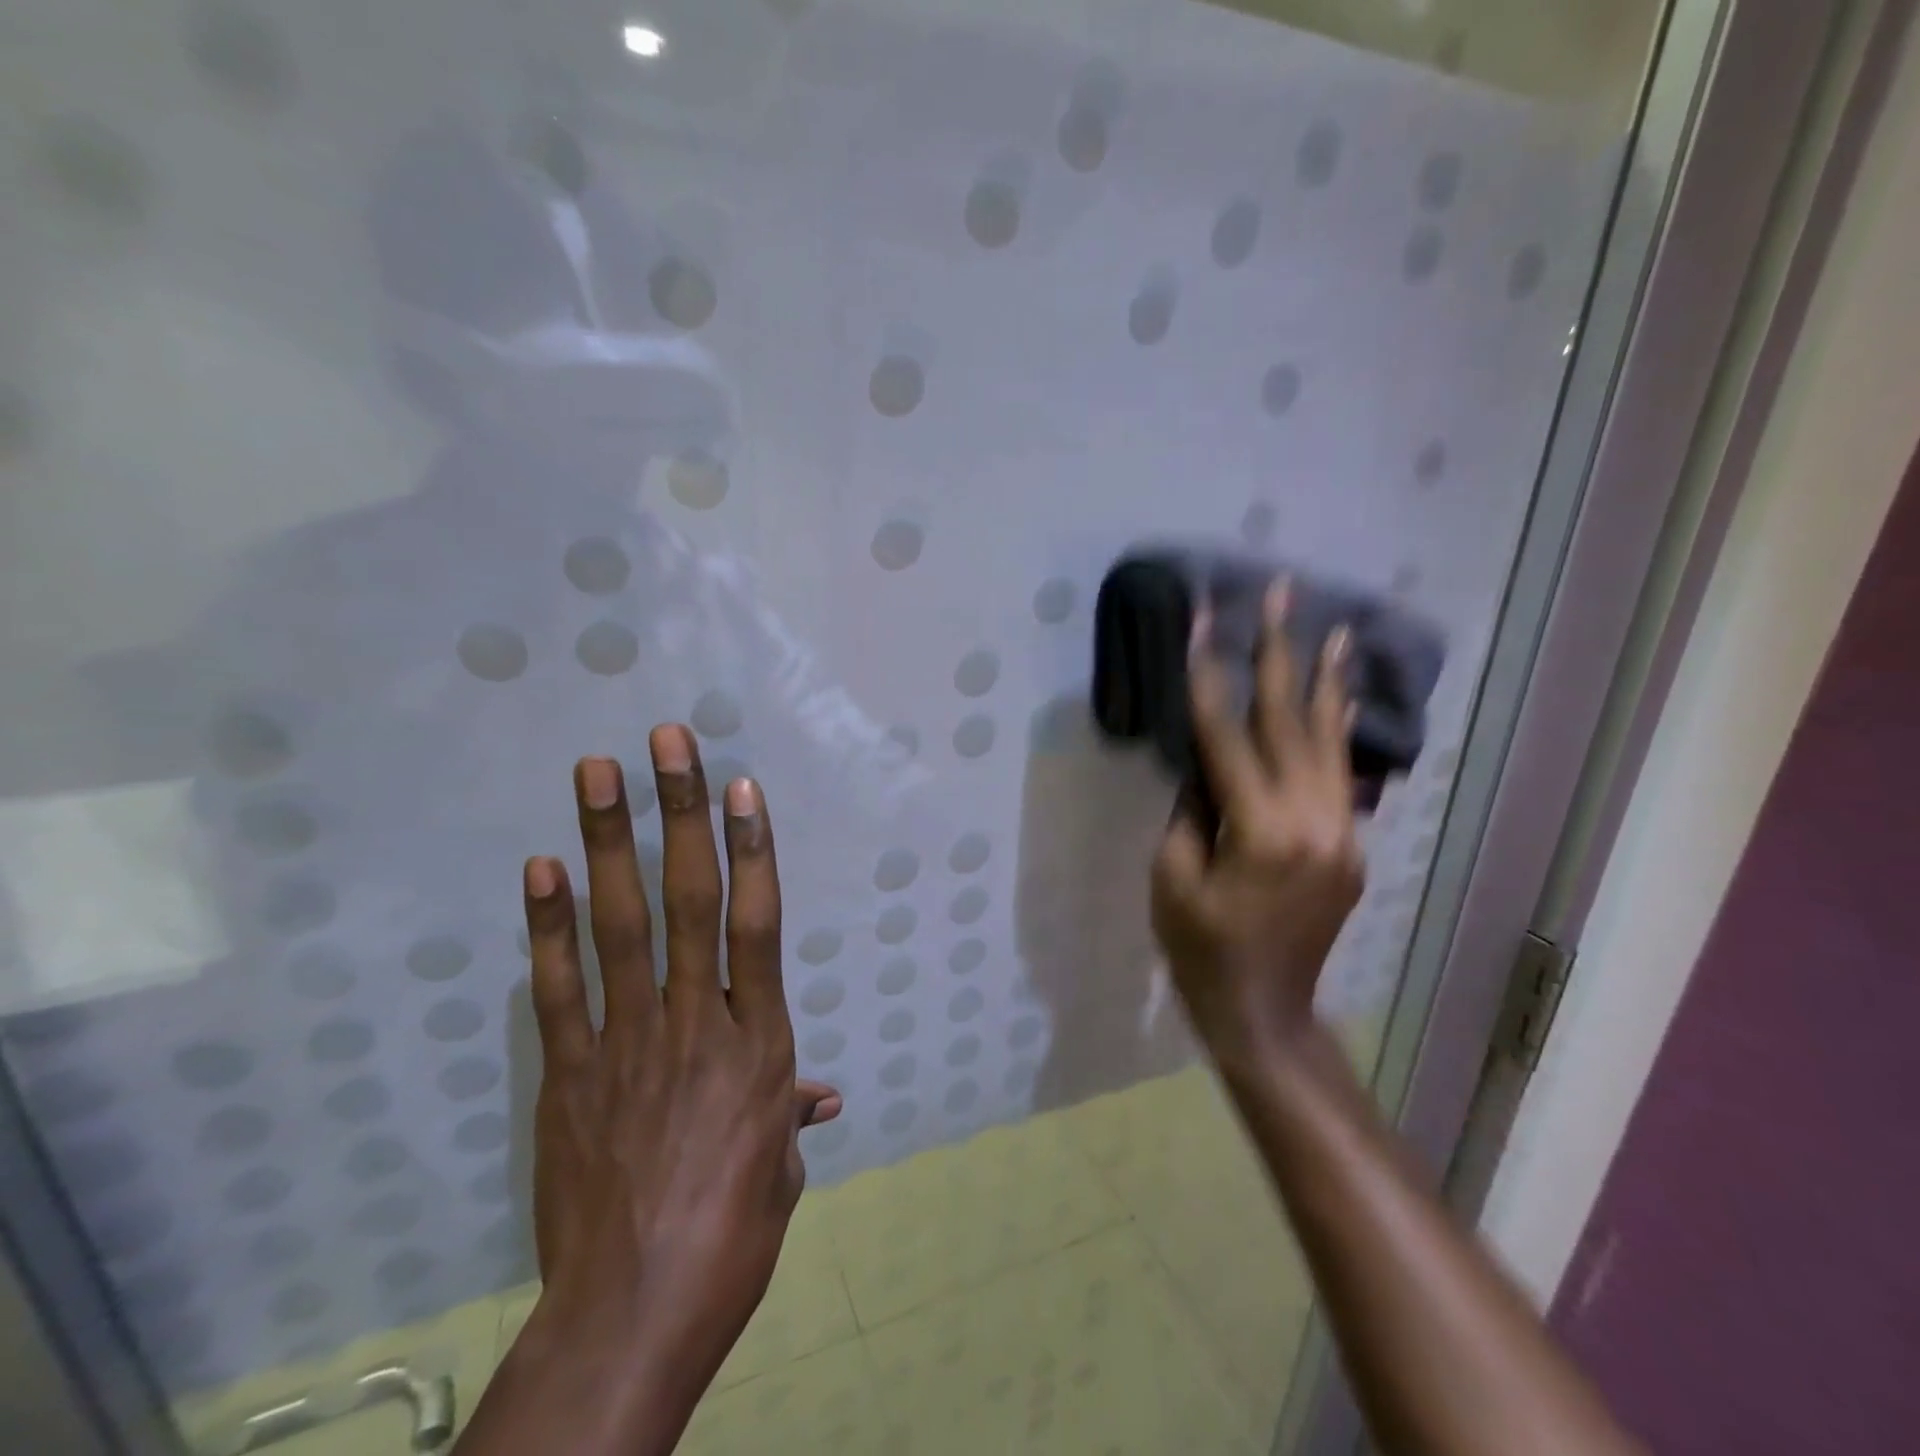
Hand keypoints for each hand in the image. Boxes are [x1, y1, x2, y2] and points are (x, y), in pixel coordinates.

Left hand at [517, 724, 840, 1395]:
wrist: (631, 1318)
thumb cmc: (731, 1238)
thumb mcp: (780, 1169)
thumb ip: (791, 1111)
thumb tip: (820, 1091)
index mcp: (759, 1045)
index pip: (758, 925)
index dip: (752, 849)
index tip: (740, 786)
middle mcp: (697, 1024)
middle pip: (691, 902)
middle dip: (681, 814)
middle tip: (668, 741)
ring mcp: (627, 1042)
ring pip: (621, 925)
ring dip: (609, 842)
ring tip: (596, 772)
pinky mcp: (570, 1073)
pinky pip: (560, 987)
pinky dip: (547, 925)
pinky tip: (539, 868)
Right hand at [1151, 583, 1364, 1069]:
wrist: (1265, 1012)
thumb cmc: (1201, 950)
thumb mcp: (1173, 878)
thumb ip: (1191, 809)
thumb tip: (1206, 763)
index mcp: (1261, 830)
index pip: (1228, 734)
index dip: (1210, 673)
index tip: (1205, 617)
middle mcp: (1314, 820)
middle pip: (1292, 721)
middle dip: (1281, 652)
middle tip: (1282, 592)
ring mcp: (1343, 832)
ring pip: (1331, 741)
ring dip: (1327, 681)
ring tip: (1334, 627)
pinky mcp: (1351, 845)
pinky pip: (1343, 775)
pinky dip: (1339, 731)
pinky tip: (1342, 698)